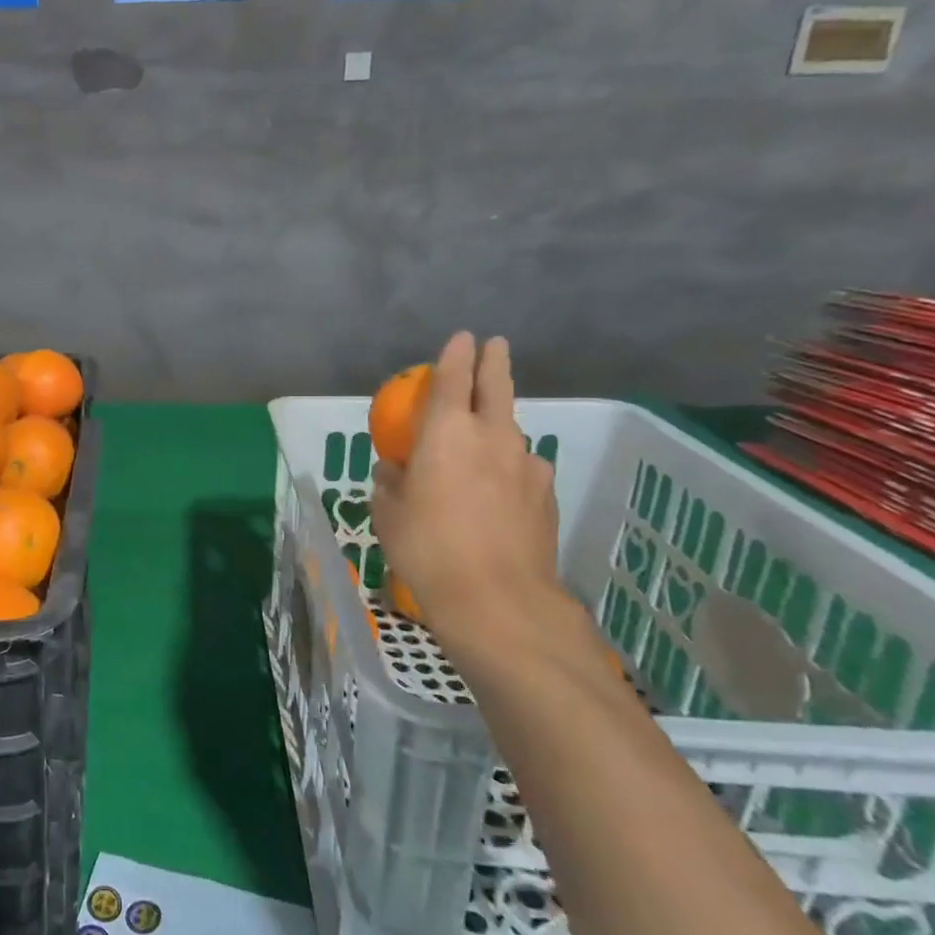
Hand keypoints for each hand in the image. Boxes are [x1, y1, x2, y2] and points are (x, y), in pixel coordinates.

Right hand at [371, 333, 565, 663]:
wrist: (497, 598)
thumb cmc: (426, 547)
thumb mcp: (388, 513)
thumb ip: (391, 481)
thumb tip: (396, 470)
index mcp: (446, 433)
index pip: (452, 378)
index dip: (455, 354)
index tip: (462, 336)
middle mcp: (492, 436)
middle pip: (496, 387)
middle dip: (494, 362)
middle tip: (495, 346)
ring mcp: (526, 464)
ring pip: (511, 431)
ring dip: (498, 425)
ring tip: (483, 442)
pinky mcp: (546, 493)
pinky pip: (521, 468)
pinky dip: (508, 468)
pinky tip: (496, 494)